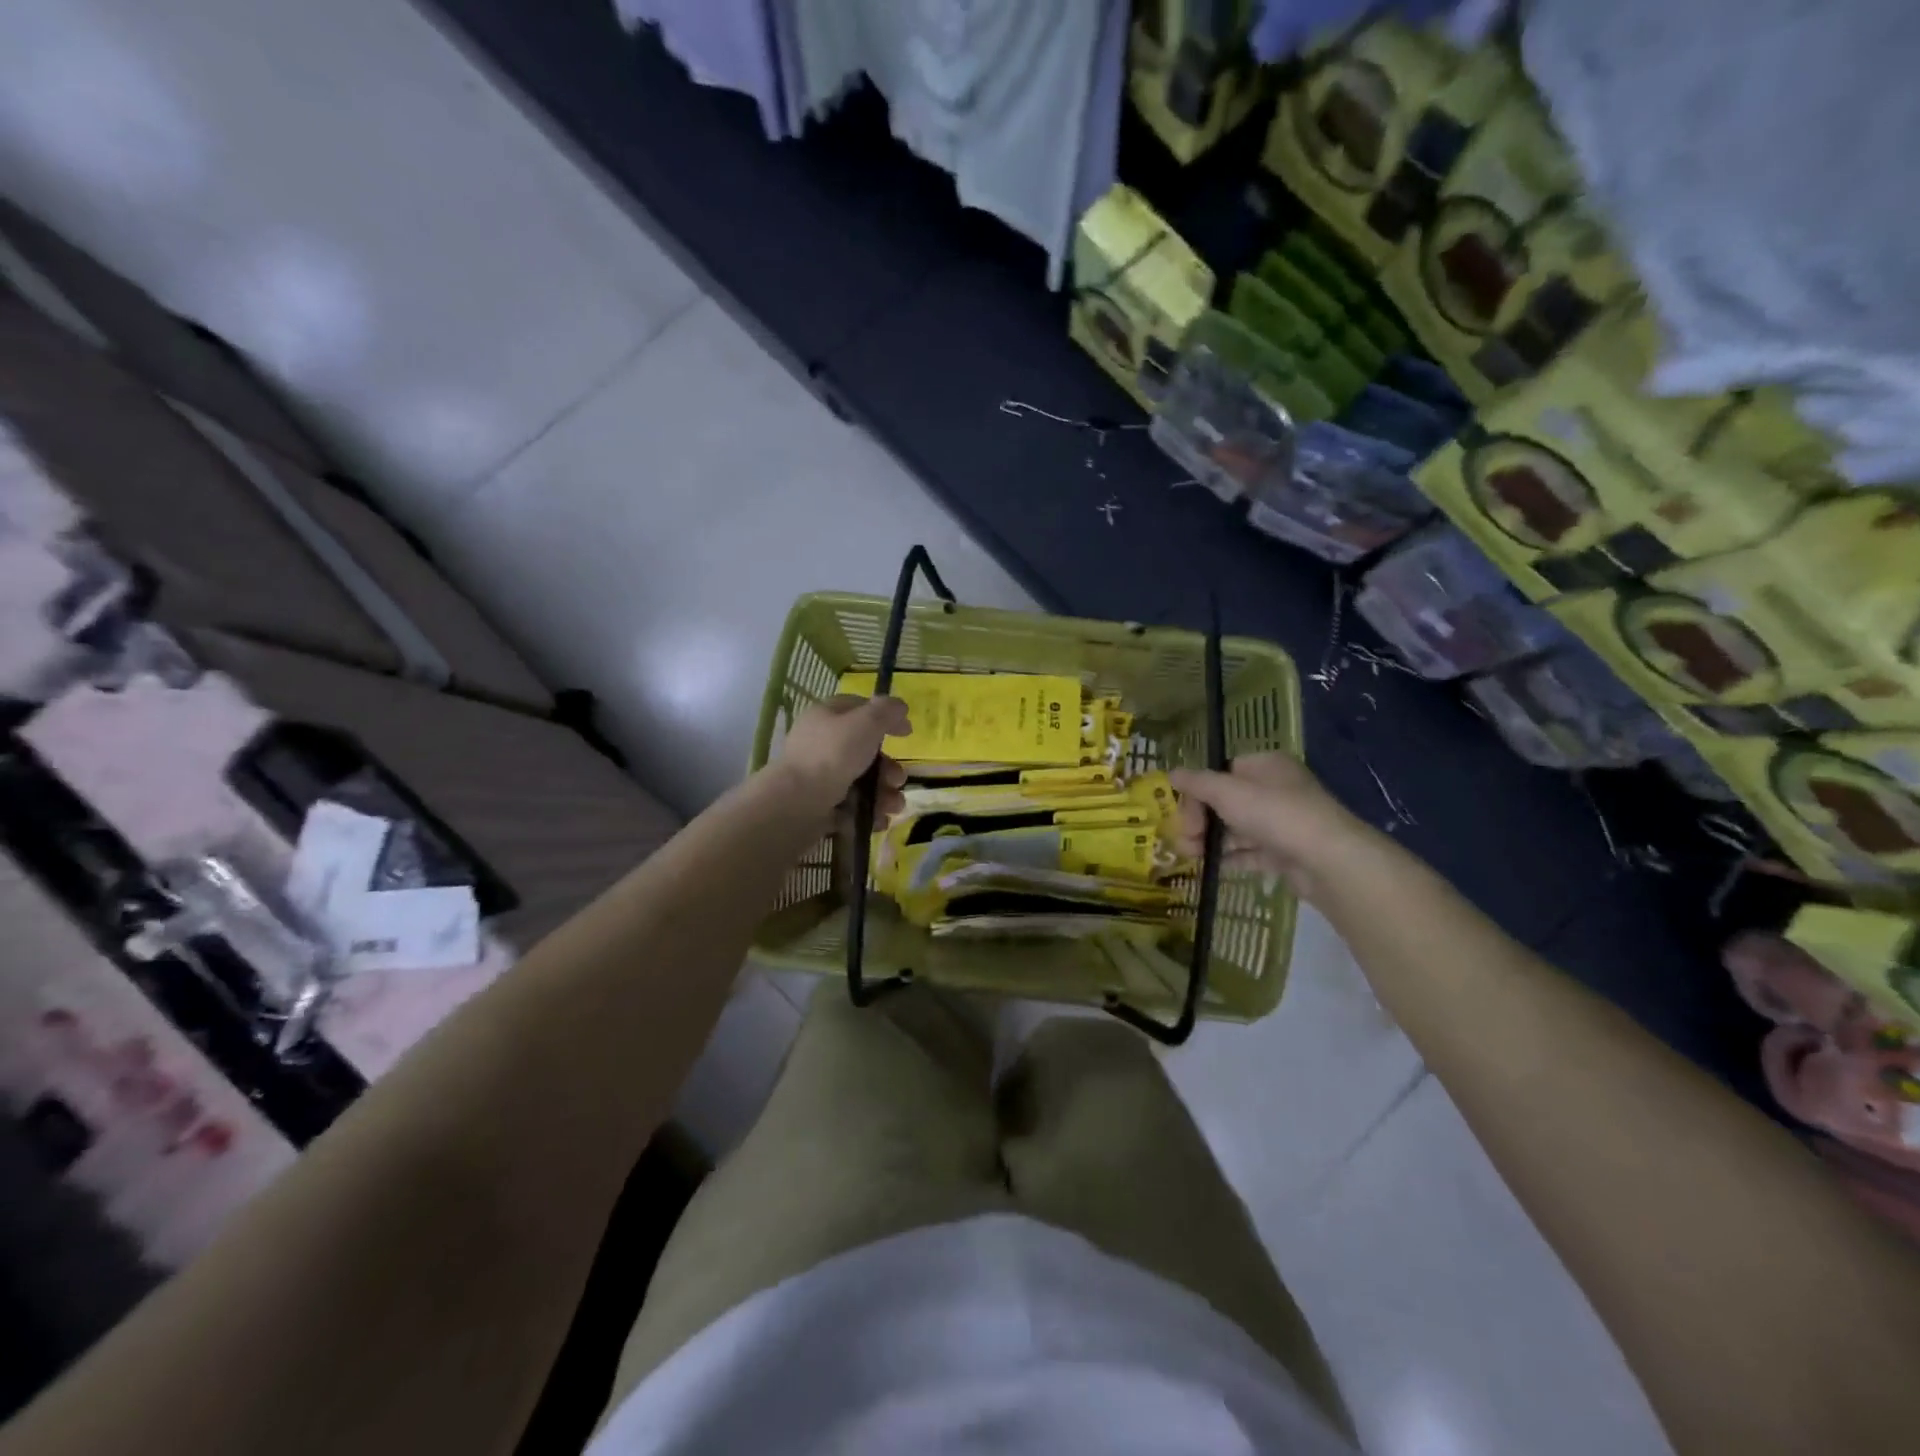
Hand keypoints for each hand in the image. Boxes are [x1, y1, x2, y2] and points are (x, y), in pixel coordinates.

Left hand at [772, 694, 911, 823]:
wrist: (797, 803)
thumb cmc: (833, 755)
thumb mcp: (866, 722)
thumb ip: (886, 711)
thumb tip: (899, 706)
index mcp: (826, 717)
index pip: (859, 709)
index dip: (885, 717)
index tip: (908, 732)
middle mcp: (820, 745)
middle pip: (864, 752)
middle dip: (888, 768)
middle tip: (897, 780)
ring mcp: (818, 777)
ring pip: (861, 782)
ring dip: (884, 794)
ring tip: (892, 806)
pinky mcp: (818, 806)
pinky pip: (851, 807)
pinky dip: (868, 814)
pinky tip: (879, 821)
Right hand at [1169, 753, 1374, 897]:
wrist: (1328, 860)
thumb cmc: (1275, 813)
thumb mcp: (1227, 792)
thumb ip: (1197, 783)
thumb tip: (1171, 773)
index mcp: (1266, 765)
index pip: (1221, 772)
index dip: (1197, 792)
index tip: (1183, 816)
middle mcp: (1277, 789)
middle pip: (1227, 801)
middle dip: (1200, 821)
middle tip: (1185, 841)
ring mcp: (1284, 822)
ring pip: (1238, 828)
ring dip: (1211, 840)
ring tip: (1192, 856)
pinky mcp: (1288, 851)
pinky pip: (1252, 852)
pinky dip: (1232, 858)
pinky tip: (1214, 867)